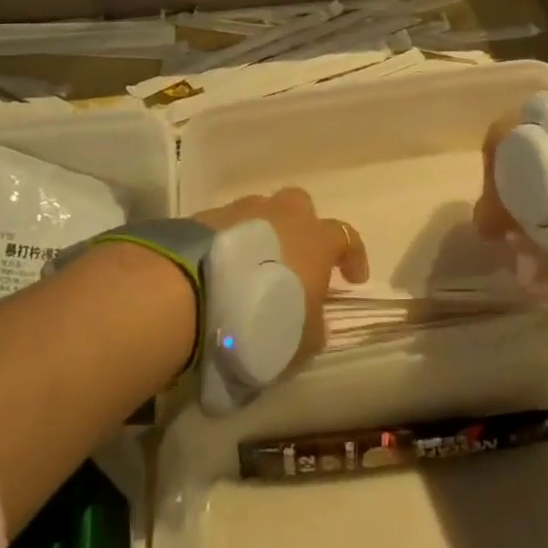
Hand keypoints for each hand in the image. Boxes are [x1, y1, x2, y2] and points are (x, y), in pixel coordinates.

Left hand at [196, 188, 368, 360]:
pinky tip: (220, 269)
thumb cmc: (262, 316)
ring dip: (263, 234)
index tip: (353, 279)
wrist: (194, 293)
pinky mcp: (205, 217)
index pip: (346, 236)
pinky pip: (227, 226)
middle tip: (296, 261)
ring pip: (261, 212)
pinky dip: (230, 243)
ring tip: (251, 268)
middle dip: (302, 229)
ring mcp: (241, 210)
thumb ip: (314, 325)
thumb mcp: (300, 339)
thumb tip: (314, 320)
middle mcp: (282, 214)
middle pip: (300, 207)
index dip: (353, 256)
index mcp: (315, 239)